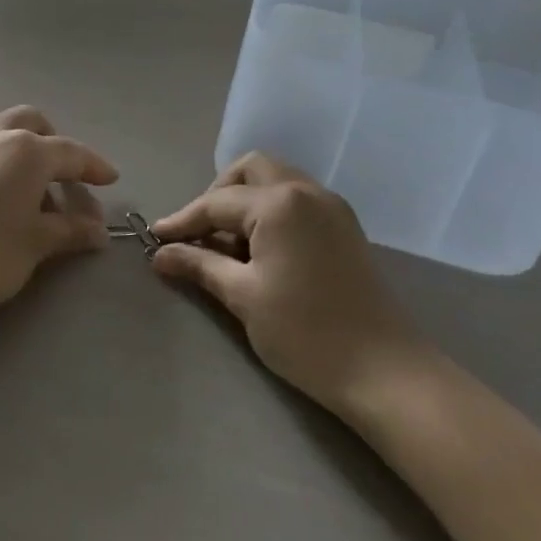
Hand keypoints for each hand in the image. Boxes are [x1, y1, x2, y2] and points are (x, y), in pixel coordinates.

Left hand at [0, 105, 118, 318]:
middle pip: (32, 122)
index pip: (72, 153)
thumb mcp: (34, 245)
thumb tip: (99, 231)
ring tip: (22, 176)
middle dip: (53, 142)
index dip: (94, 167)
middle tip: (62, 173)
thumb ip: (69, 232)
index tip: (110, 179)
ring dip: (18, 141)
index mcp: (29, 151)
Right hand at [152, 153, 419, 411]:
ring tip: (228, 245)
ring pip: (276, 181)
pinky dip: (271, 212)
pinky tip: (261, 249)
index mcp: (279, 203)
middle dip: (218, 194)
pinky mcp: (345, 227)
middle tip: (200, 232)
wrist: (384, 371)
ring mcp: (331, 206)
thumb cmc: (305, 333)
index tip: (156, 238)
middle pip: (250, 170)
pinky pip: (297, 200)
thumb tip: (161, 253)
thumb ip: (199, 265)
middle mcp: (306, 191)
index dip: (183, 220)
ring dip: (246, 201)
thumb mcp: (243, 297)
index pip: (217, 202)